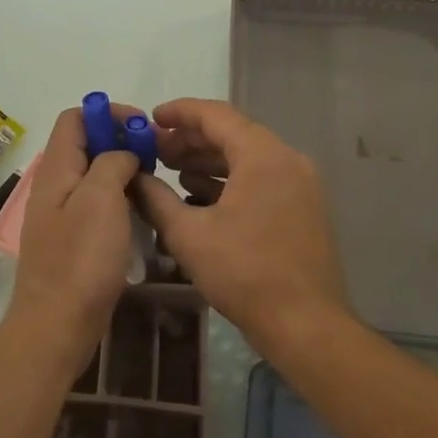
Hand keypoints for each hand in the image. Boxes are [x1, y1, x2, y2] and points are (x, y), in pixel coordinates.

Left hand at [7, 105, 143, 383]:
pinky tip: (141, 211)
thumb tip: (123, 153)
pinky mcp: (74, 239)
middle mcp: (55, 184)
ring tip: (154, 181)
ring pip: (94, 174)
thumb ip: (112, 162)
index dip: (108, 113)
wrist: (58, 324)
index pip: (75, 117)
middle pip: (85, 144)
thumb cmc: (81, 258)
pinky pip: (97, 203)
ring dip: (123, 169)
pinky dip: (119, 197)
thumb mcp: (101, 198)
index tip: (142, 128)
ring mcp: (63, 213)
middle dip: (120, 140)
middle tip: (155, 155)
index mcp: (56, 168)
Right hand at [131, 99, 350, 352]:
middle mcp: (287, 159)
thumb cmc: (244, 273)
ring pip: (247, 158)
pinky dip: (230, 181)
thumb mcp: (188, 234)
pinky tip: (200, 198)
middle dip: (191, 139)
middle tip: (155, 150)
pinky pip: (261, 179)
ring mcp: (300, 184)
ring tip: (172, 172)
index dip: (179, 113)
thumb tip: (133, 178)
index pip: (216, 115)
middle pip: (233, 134)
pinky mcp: (303, 208)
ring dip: (209, 161)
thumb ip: (155, 198)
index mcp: (262, 155)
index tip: (151, 119)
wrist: (305, 325)